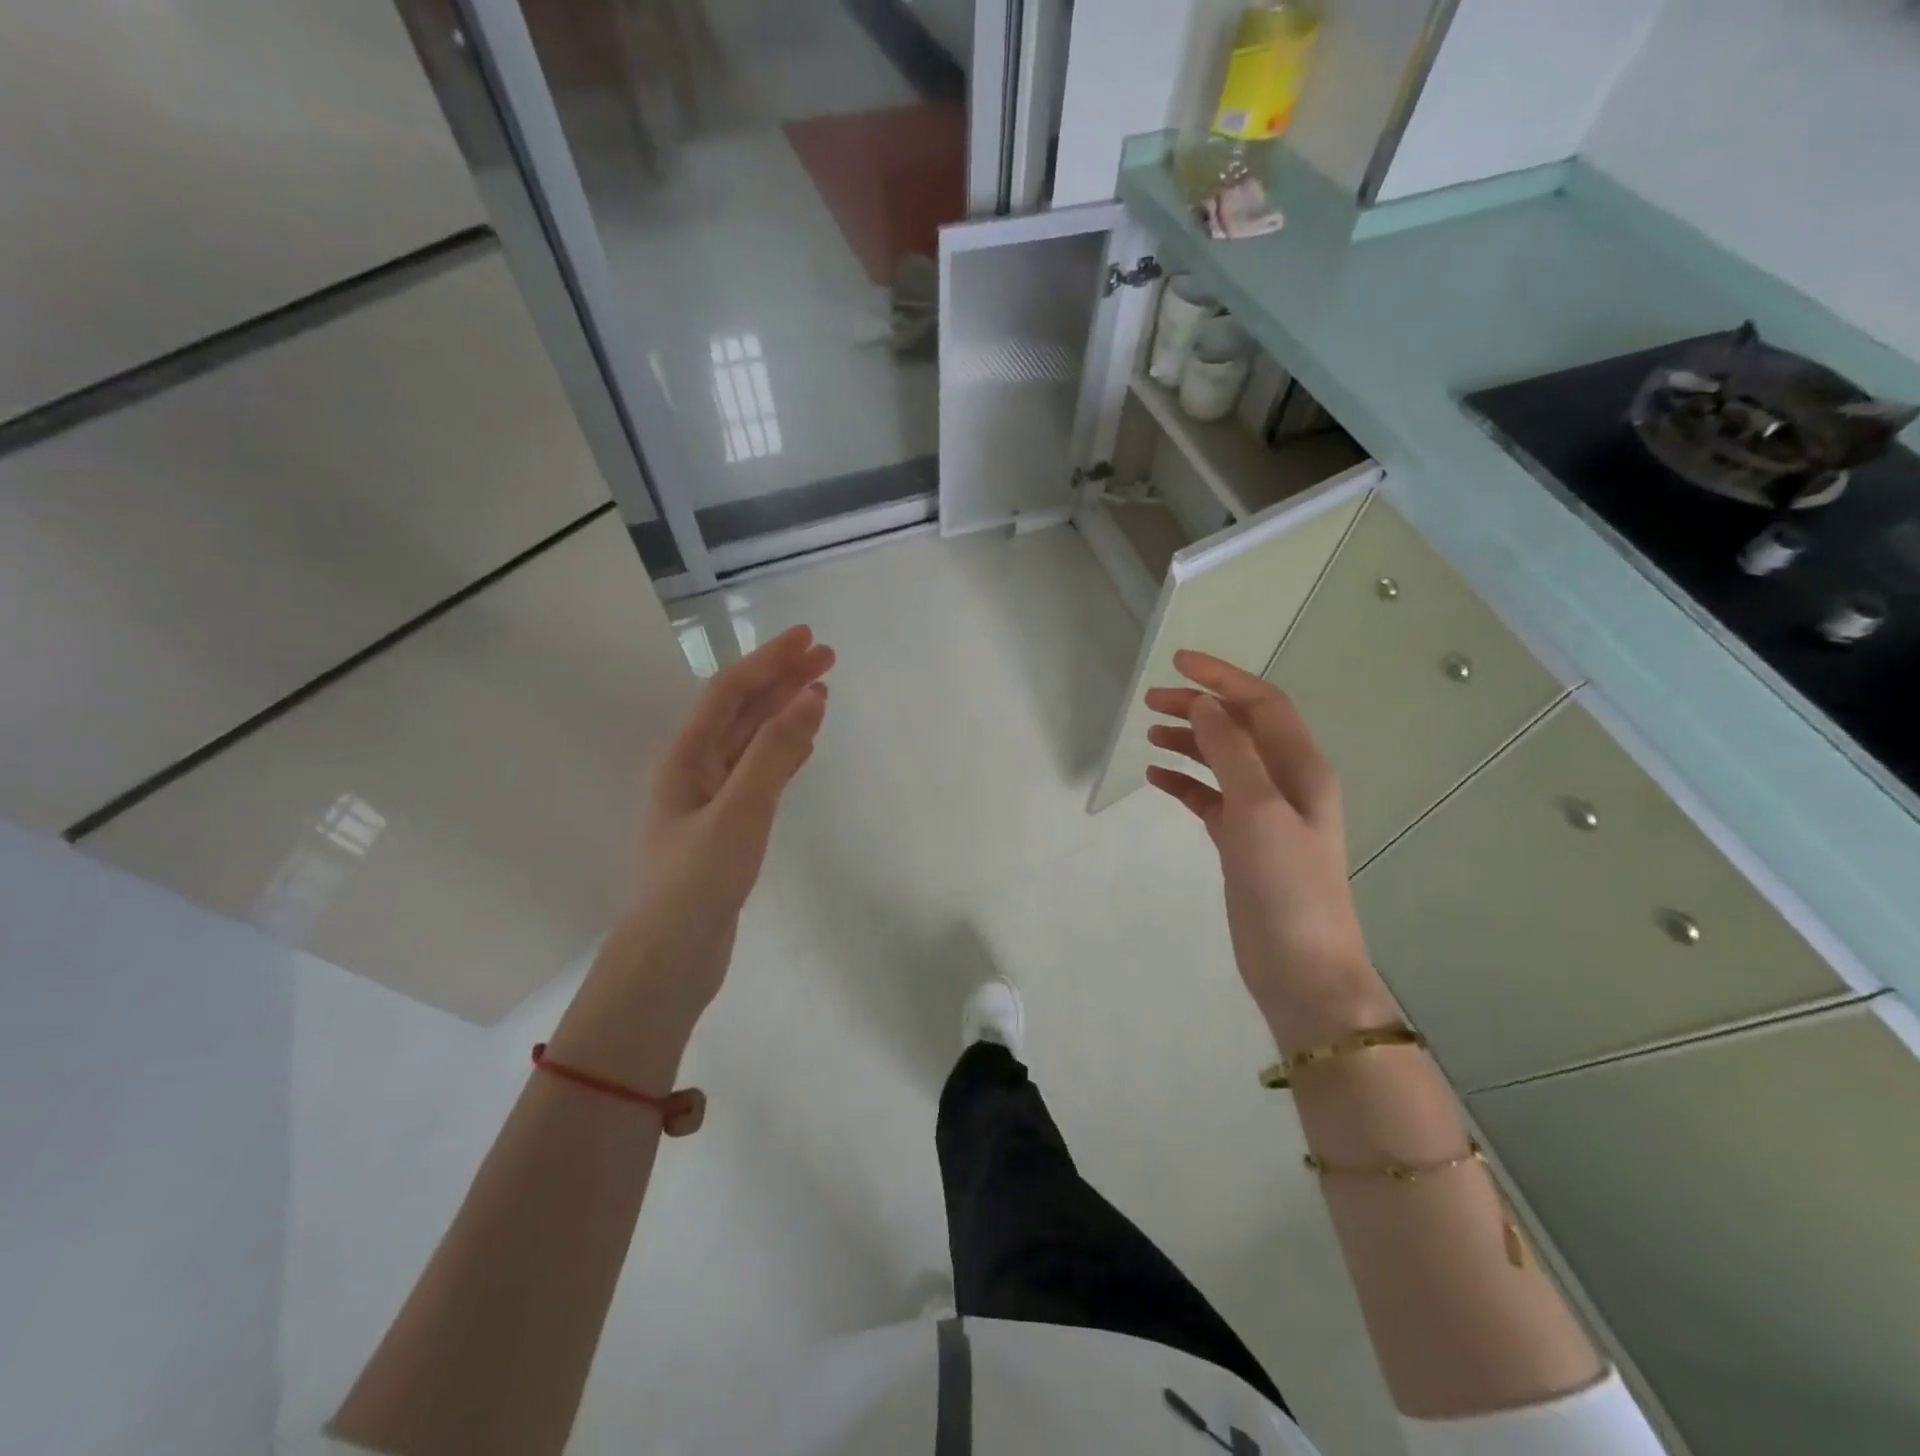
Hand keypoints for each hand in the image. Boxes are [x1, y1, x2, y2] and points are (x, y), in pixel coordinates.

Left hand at [553, 626, 832, 1075]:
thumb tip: (811, 696)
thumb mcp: (740, 811)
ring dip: (784, 712)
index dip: (769, 659)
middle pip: (742, 709)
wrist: (670, 958)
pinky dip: (783, 751)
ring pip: (752, 740)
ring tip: (822, 690)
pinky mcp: (727, 825)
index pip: (730, 690)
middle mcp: (695, 768)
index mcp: (685, 756)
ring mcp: (710, 798)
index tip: (809, 637)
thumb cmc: (697, 881)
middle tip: (828, 657)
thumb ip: (774, 752)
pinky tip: (804, 744)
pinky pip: (759, 771)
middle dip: (782, 679)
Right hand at [1144, 651, 1392, 1052]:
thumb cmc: (1287, 886)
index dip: (1223, 678)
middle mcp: (1285, 783)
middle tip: (1150, 701)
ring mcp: (1263, 814)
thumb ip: (1231, 752)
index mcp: (1301, 768)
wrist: (1301, 969)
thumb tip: (1204, 704)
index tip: (1177, 663)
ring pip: (1222, 761)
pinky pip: (1209, 798)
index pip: (1262, 704)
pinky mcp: (1241, 842)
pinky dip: (1185, 782)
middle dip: (1199, 707)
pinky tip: (1158, 776)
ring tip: (1150, 733)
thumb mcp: (1259, 810)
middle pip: (1240, 728)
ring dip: (1190, 741)